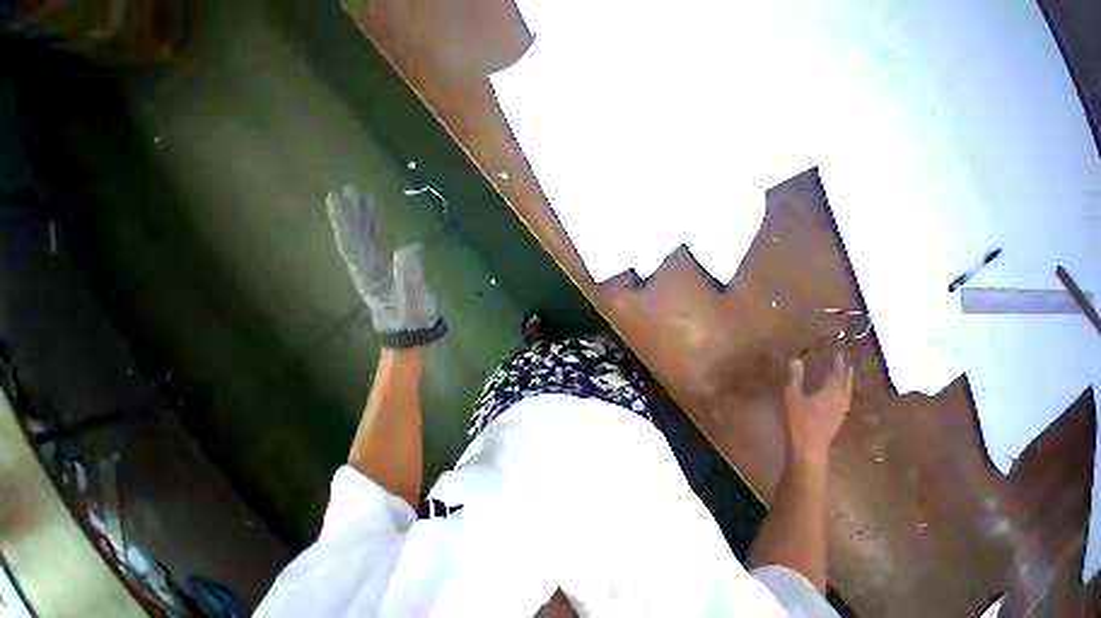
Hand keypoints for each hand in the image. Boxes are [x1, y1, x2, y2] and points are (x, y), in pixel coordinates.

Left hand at [326, 185, 446, 347]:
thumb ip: (410, 275)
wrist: (412, 336)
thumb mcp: (414, 301)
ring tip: (364, 199)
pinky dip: (375, 233)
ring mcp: (374, 273)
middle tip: (350, 190)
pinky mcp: (384, 275)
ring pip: (363, 242)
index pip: (353, 244)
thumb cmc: (412, 320)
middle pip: (354, 239)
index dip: (346, 221)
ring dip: (362, 221)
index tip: (338, 198)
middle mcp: (366, 271)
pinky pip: (375, 248)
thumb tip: (412, 246)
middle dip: (352, 215)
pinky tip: (377, 224)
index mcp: (370, 276)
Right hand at [782, 353, 853, 463]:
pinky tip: (841, 393)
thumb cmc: (799, 418)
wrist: (810, 445)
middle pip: (847, 381)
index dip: (838, 362)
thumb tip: (796, 360)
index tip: (839, 352)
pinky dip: (845, 391)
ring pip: (848, 391)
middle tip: (847, 360)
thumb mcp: (792, 395)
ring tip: (847, 373)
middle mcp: (841, 398)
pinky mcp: (840, 417)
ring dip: (848, 381)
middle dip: (846, 370)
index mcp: (830, 391)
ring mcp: (842, 410)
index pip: (836, 372)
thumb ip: (796, 378)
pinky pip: (846, 399)